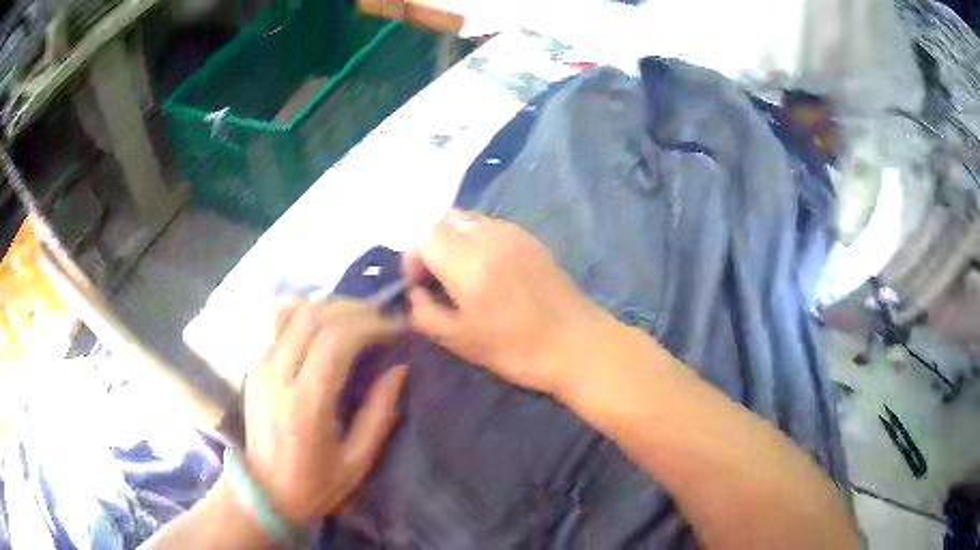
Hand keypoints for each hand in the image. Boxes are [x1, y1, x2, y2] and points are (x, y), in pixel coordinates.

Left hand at [243, 300, 408, 525]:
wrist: (265, 491)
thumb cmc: (315, 484)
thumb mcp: (357, 462)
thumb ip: (379, 414)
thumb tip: (399, 369)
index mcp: (305, 406)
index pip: (335, 341)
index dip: (370, 325)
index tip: (396, 329)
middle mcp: (277, 377)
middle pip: (313, 317)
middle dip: (355, 310)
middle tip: (382, 318)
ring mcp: (259, 366)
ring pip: (290, 309)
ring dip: (326, 304)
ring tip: (353, 316)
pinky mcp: (252, 364)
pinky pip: (272, 319)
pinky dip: (300, 308)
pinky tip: (319, 318)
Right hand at [405, 210, 611, 394]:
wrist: (576, 344)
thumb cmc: (515, 348)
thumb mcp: (458, 340)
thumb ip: (424, 312)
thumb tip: (416, 293)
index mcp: (467, 260)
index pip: (424, 235)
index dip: (414, 258)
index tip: (422, 286)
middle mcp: (488, 236)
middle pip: (445, 221)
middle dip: (434, 246)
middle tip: (441, 280)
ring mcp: (513, 233)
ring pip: (470, 220)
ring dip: (458, 241)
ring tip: (466, 276)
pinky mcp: (532, 239)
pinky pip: (494, 227)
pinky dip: (481, 242)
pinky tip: (493, 273)